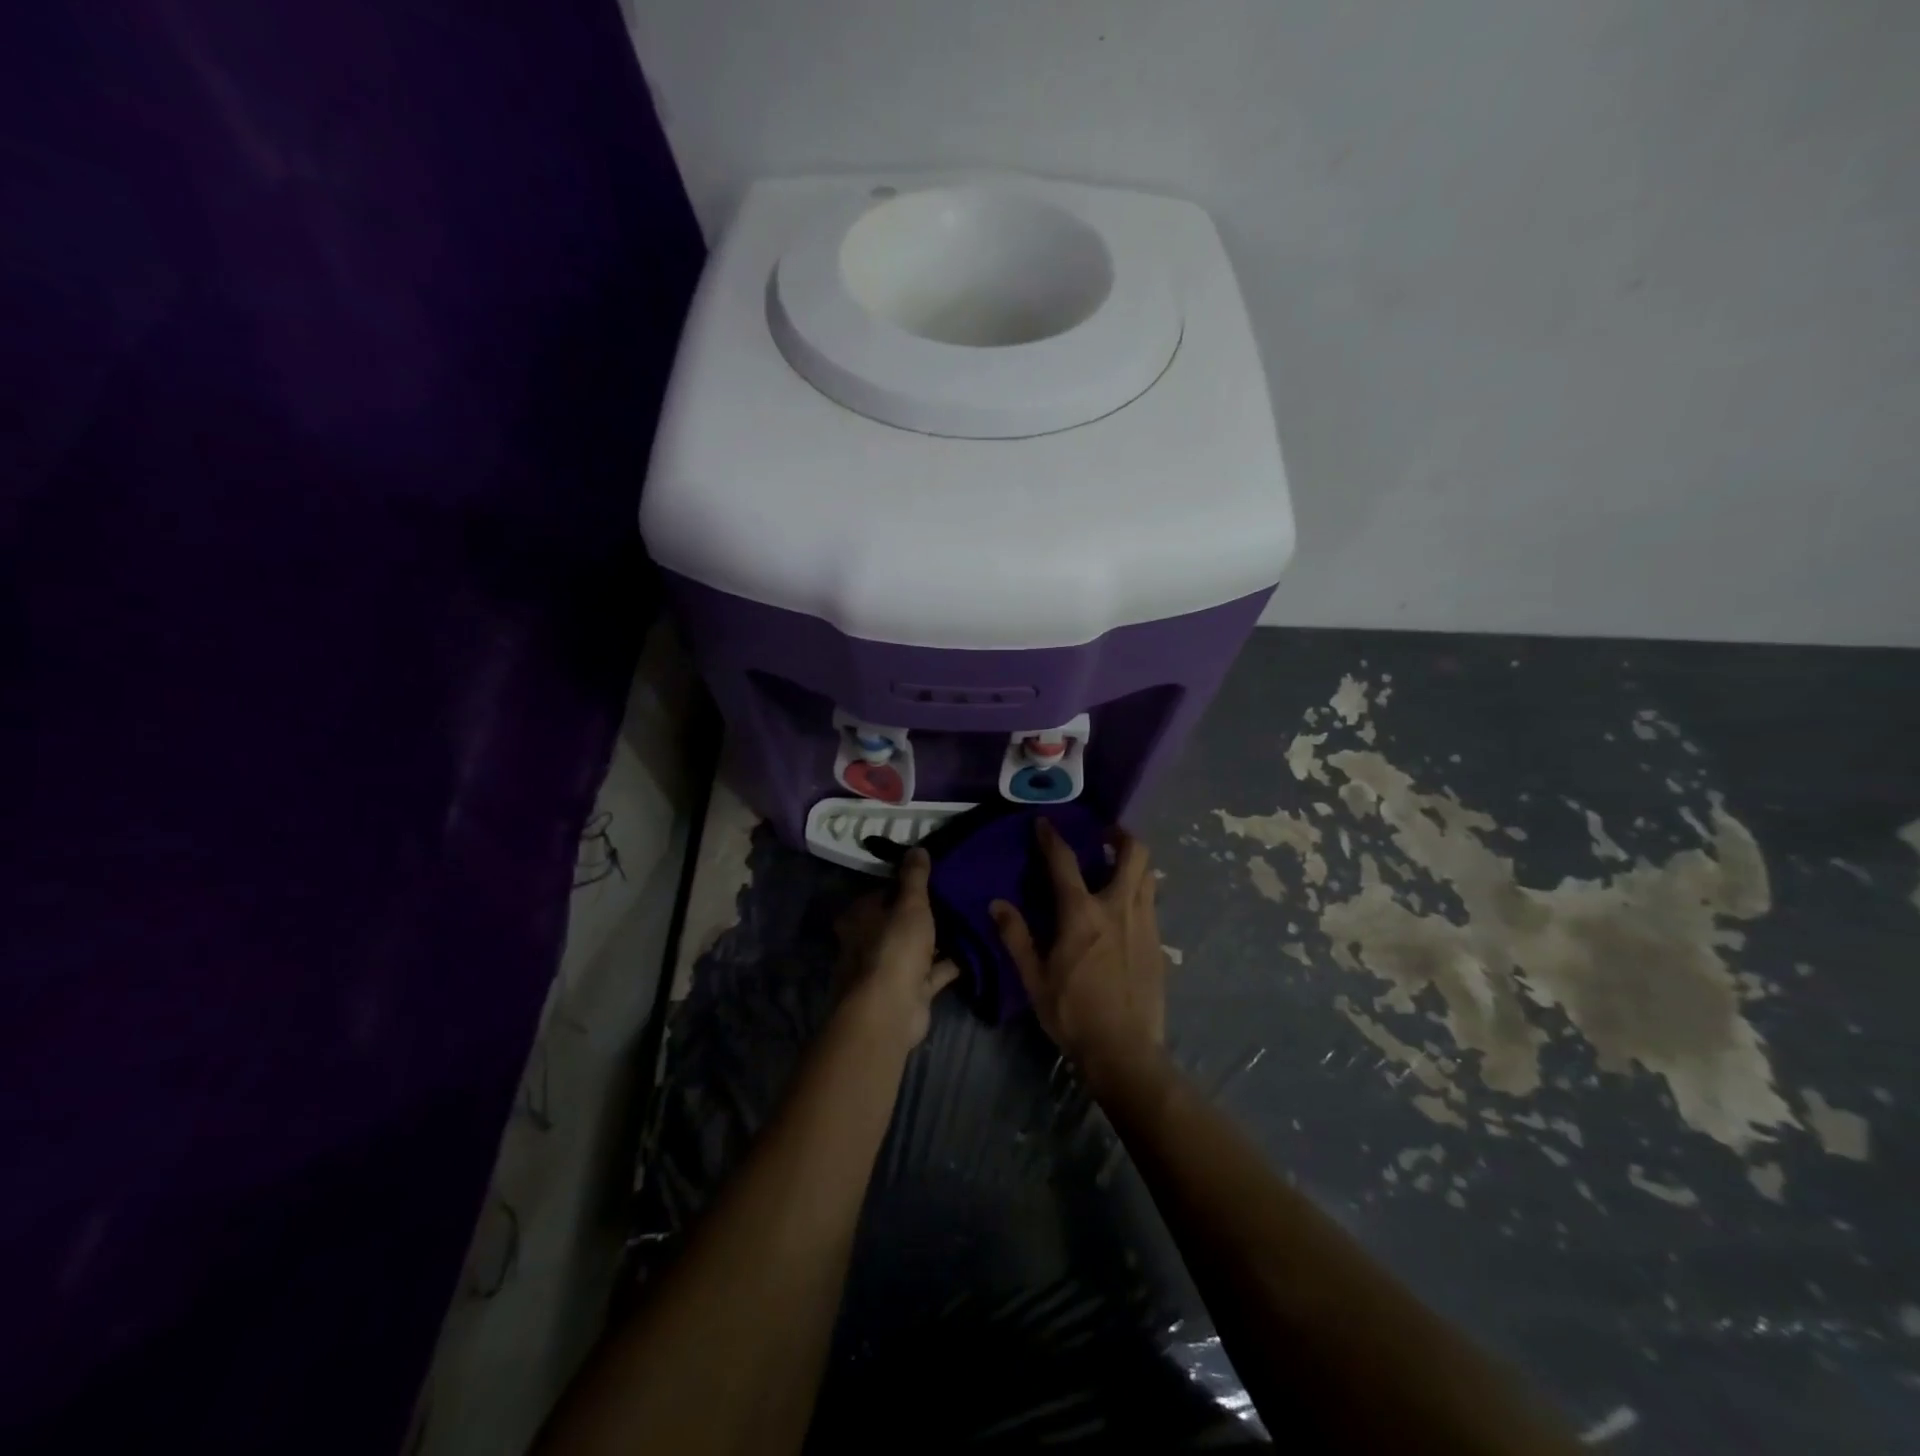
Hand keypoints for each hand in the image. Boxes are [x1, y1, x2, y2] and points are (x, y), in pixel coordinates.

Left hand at [838, 848, 958, 1051]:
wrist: (890, 1011)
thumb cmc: (894, 948)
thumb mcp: (909, 904)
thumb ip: (915, 877)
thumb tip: (917, 848)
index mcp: (859, 917)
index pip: (883, 892)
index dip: (907, 884)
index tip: (935, 874)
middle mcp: (869, 942)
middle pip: (900, 920)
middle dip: (926, 912)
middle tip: (958, 894)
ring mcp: (889, 969)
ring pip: (918, 946)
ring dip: (940, 938)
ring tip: (971, 918)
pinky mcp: (910, 991)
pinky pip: (934, 971)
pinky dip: (951, 962)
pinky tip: (976, 948)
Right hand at [991, 822, 1166, 1093]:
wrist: (1125, 1050)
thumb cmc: (1073, 1013)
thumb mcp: (1035, 978)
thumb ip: (1016, 937)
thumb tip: (997, 904)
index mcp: (1082, 914)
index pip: (1064, 861)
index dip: (1052, 837)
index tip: (1044, 823)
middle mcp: (1118, 908)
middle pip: (1133, 853)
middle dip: (1120, 834)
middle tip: (1105, 835)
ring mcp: (1144, 923)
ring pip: (1149, 875)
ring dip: (1134, 862)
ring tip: (1117, 867)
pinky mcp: (1158, 942)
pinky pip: (1151, 902)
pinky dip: (1140, 891)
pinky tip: (1125, 909)